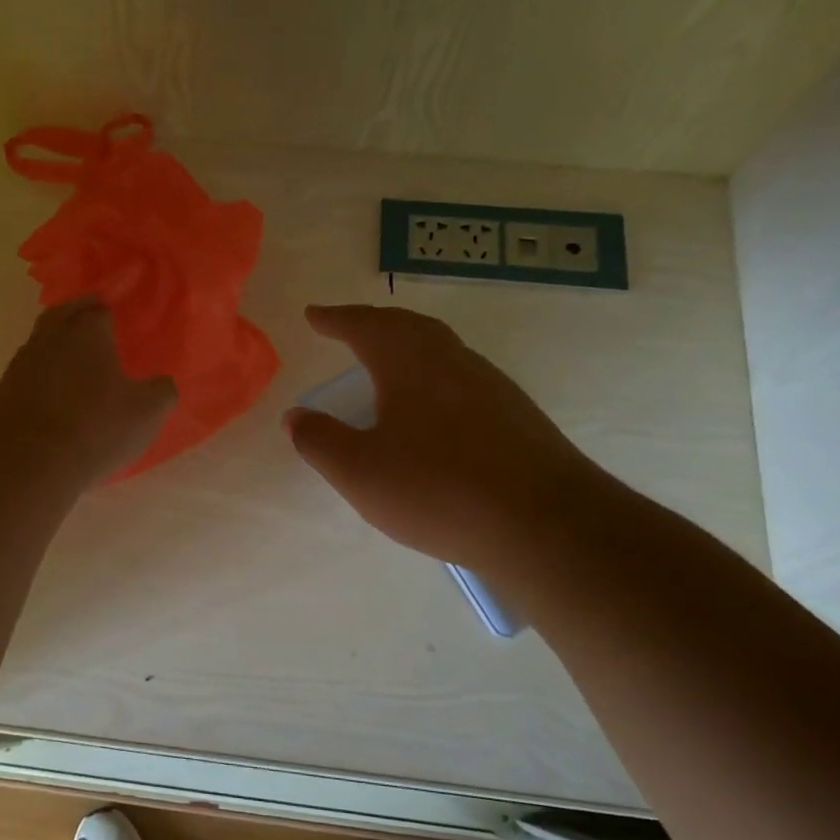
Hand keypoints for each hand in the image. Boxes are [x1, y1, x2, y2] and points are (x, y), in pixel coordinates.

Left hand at [0, 298, 175, 491]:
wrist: (28, 464)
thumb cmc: (96, 429)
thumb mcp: (147, 413)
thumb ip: (163, 391)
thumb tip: (163, 383)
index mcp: (87, 332)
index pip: (100, 309)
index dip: (111, 311)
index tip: (120, 317)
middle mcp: (50, 338)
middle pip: (64, 314)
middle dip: (79, 313)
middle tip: (94, 320)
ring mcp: (22, 363)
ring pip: (42, 341)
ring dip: (58, 344)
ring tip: (76, 358)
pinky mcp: (5, 391)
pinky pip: (29, 371)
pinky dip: (43, 373)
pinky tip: (54, 391)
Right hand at [284, 305, 598, 568]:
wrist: (545, 523)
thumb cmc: (438, 490)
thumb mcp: (359, 472)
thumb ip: (319, 441)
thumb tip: (294, 417)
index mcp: (410, 363)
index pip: (366, 326)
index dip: (336, 319)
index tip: (314, 315)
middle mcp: (453, 361)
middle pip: (409, 327)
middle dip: (374, 324)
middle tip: (349, 328)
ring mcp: (491, 386)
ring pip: (441, 349)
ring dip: (407, 347)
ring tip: (385, 365)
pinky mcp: (516, 415)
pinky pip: (462, 378)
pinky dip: (433, 376)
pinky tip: (432, 409)